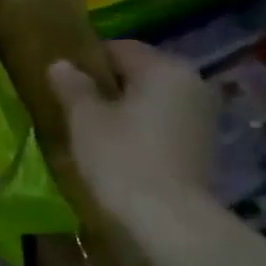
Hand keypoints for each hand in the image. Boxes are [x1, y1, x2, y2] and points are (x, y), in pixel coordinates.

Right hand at [48, 41, 218, 229]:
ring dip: (126, 108)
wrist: (168, 217)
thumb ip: (73, 87)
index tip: (64, 80)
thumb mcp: (85, 121)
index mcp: (164, 69)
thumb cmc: (121, 159)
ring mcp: (204, 114)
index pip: (121, 48)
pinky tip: (121, 148)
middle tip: (75, 106)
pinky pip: (165, 122)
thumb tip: (61, 64)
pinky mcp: (204, 143)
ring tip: (95, 129)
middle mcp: (192, 82)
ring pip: (154, 99)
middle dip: (109, 85)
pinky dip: (143, 127)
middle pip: (141, 73)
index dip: (88, 60)